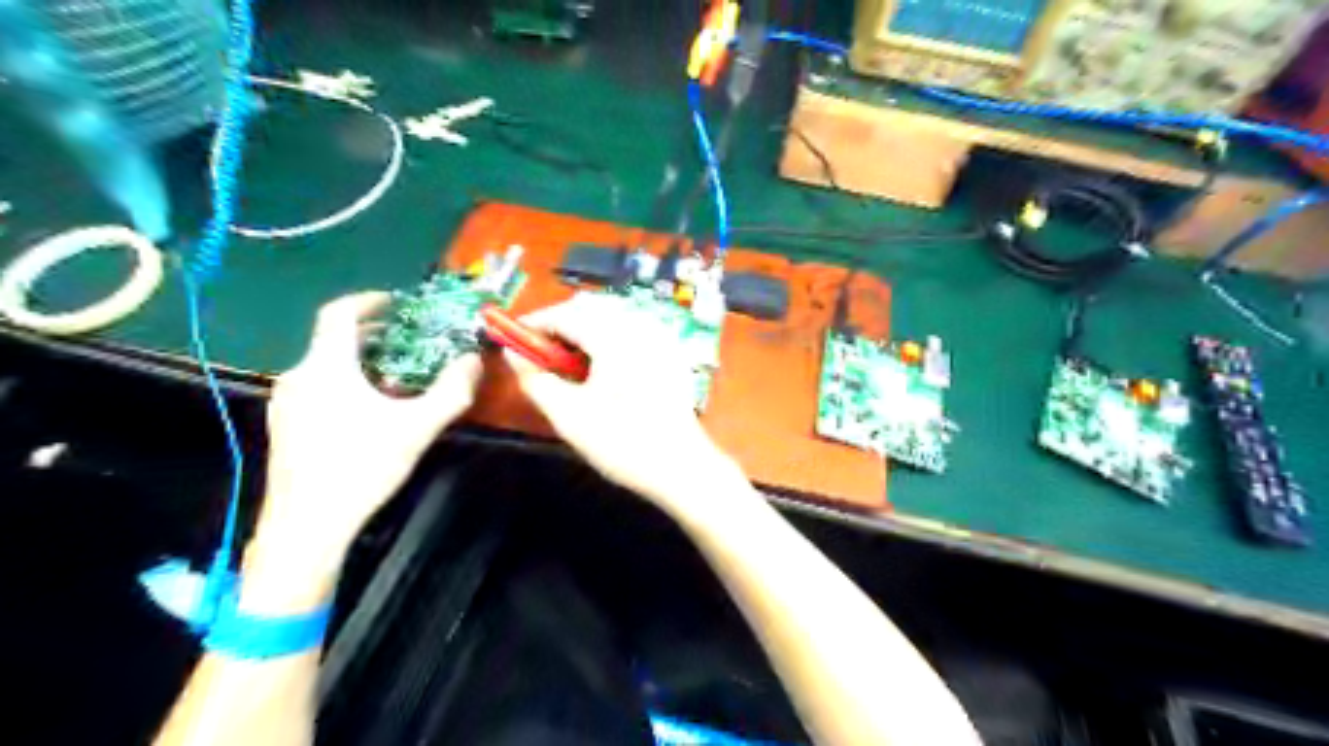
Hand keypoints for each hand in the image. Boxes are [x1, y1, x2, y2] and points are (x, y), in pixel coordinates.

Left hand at [254, 290, 482, 575]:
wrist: (306, 526)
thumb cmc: (362, 467)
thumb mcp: (418, 427)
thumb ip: (451, 391)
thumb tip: (474, 360)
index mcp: (327, 366)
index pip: (339, 313)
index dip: (368, 300)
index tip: (396, 302)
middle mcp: (298, 375)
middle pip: (332, 339)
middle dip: (372, 334)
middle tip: (408, 340)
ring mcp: (285, 403)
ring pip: (324, 365)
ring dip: (358, 360)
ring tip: (394, 374)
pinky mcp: (283, 426)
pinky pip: (316, 388)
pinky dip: (343, 382)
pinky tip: (367, 409)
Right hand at [504, 293, 743, 515]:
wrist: (681, 466)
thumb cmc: (622, 443)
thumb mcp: (569, 416)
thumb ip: (535, 380)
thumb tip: (513, 355)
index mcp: (614, 337)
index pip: (566, 313)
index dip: (535, 323)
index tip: (512, 339)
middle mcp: (639, 326)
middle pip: (590, 307)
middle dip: (560, 323)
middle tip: (540, 353)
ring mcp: (660, 337)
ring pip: (613, 314)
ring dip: (584, 328)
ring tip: (568, 361)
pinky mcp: (671, 352)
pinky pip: (632, 328)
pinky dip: (609, 336)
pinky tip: (602, 366)